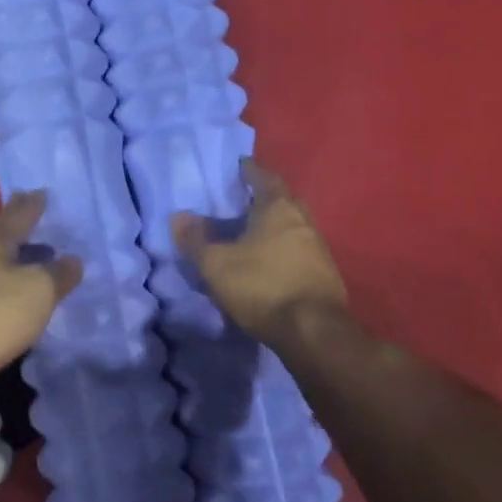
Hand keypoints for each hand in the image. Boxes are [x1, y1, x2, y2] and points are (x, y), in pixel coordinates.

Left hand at [0, 192, 82, 388]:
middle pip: (2, 238)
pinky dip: (9, 291)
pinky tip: (21, 302)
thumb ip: (58, 274)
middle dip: (22, 231)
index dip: (32, 204)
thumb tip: (73, 260)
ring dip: (17, 263)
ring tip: (39, 265)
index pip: (16, 214)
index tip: (42, 192)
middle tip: (42, 225)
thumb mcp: (37, 290)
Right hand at [171, 159, 347, 342]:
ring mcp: (318, 248)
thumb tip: (178, 216)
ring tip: (246, 232)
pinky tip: (263, 261)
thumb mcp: (216, 263)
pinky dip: (279, 249)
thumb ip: (195, 238)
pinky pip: (296, 250)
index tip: (233, 167)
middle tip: (237, 200)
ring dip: (270, 226)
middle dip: (260, 197)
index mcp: (278, 208)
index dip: (247, 170)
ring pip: (290, 226)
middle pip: (281, 200)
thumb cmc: (262, 286)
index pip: (263, 176)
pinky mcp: (323, 275)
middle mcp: (303, 221)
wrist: (314, 334)